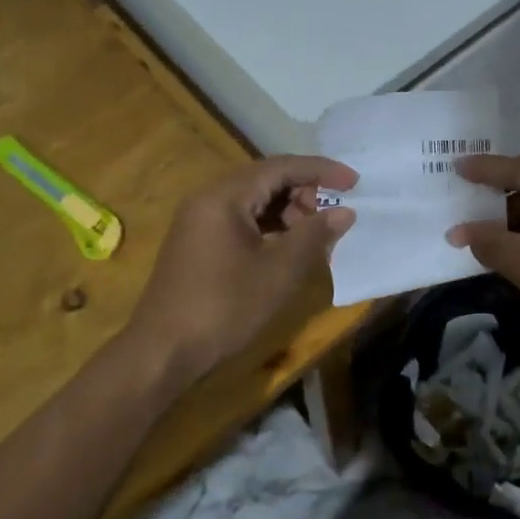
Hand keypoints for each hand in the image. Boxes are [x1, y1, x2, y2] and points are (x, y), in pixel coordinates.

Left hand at [127, 156, 356, 384]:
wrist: (163, 351)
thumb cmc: (225, 307)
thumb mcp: (279, 272)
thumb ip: (314, 235)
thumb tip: (344, 212)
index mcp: (225, 196)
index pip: (281, 167)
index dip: (322, 171)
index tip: (355, 183)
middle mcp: (208, 198)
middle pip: (266, 180)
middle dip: (305, 193)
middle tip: (332, 220)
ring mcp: (199, 220)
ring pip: (253, 201)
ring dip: (288, 213)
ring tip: (314, 239)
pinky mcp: (197, 242)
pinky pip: (240, 220)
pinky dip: (269, 228)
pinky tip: (287, 251)